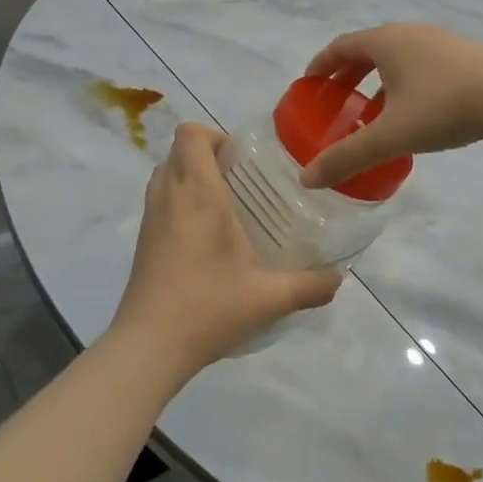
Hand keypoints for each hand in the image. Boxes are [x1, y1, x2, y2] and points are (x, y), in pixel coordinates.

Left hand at [112, 124, 342, 373]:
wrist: (148, 346)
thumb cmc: (207, 307)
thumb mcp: (268, 298)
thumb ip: (309, 286)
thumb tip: (340, 278)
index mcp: (198, 194)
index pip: (190, 135)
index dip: (214, 135)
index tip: (242, 159)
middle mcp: (170, 197)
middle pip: (177, 150)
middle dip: (206, 154)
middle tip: (240, 179)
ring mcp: (150, 218)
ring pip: (164, 174)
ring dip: (189, 176)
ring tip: (224, 203)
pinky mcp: (142, 240)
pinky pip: (159, 200)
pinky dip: (178, 201)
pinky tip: (206, 236)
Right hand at [298, 24, 482, 189]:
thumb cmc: (444, 107)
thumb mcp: (391, 135)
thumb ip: (348, 156)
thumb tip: (308, 179)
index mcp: (385, 42)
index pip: (341, 46)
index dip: (320, 64)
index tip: (308, 84)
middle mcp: (409, 33)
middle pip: (367, 49)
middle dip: (347, 74)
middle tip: (335, 101)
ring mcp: (439, 41)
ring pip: (397, 57)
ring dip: (377, 80)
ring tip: (371, 111)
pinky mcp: (463, 55)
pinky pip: (420, 63)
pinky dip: (403, 83)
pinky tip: (413, 112)